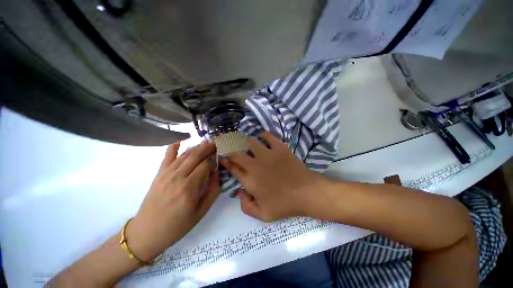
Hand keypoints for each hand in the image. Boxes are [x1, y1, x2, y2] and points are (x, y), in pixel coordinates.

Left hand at [127, 141, 219, 261]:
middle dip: (208, 148)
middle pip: (196, 156)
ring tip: (206, 142)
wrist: (147, 232)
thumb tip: (217, 173)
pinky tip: (180, 140)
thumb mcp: (201, 211)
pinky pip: (167, 156)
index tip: (220, 160)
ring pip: (185, 154)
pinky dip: (173, 146)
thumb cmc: (178, 225)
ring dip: (197, 147)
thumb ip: (213, 190)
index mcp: (189, 188)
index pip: (206, 166)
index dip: (214, 160)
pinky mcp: (159, 174)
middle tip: (216, 143)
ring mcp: (167, 173)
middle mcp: (178, 177)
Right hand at [220, 132, 330, 221]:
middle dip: (231, 149)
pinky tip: (262, 137)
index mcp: (250, 180)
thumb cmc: (285, 204)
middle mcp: (255, 165)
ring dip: (246, 142)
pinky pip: (267, 136)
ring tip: (247, 143)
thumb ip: (245, 206)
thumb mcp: (263, 215)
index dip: (225, 161)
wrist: (306, 193)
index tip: (222, 156)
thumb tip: (239, 192)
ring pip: (250, 142)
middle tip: (232, 147)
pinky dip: (263, 135)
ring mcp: (267, 154)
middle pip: (237, 152)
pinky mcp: (279, 148)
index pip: (232, 167)